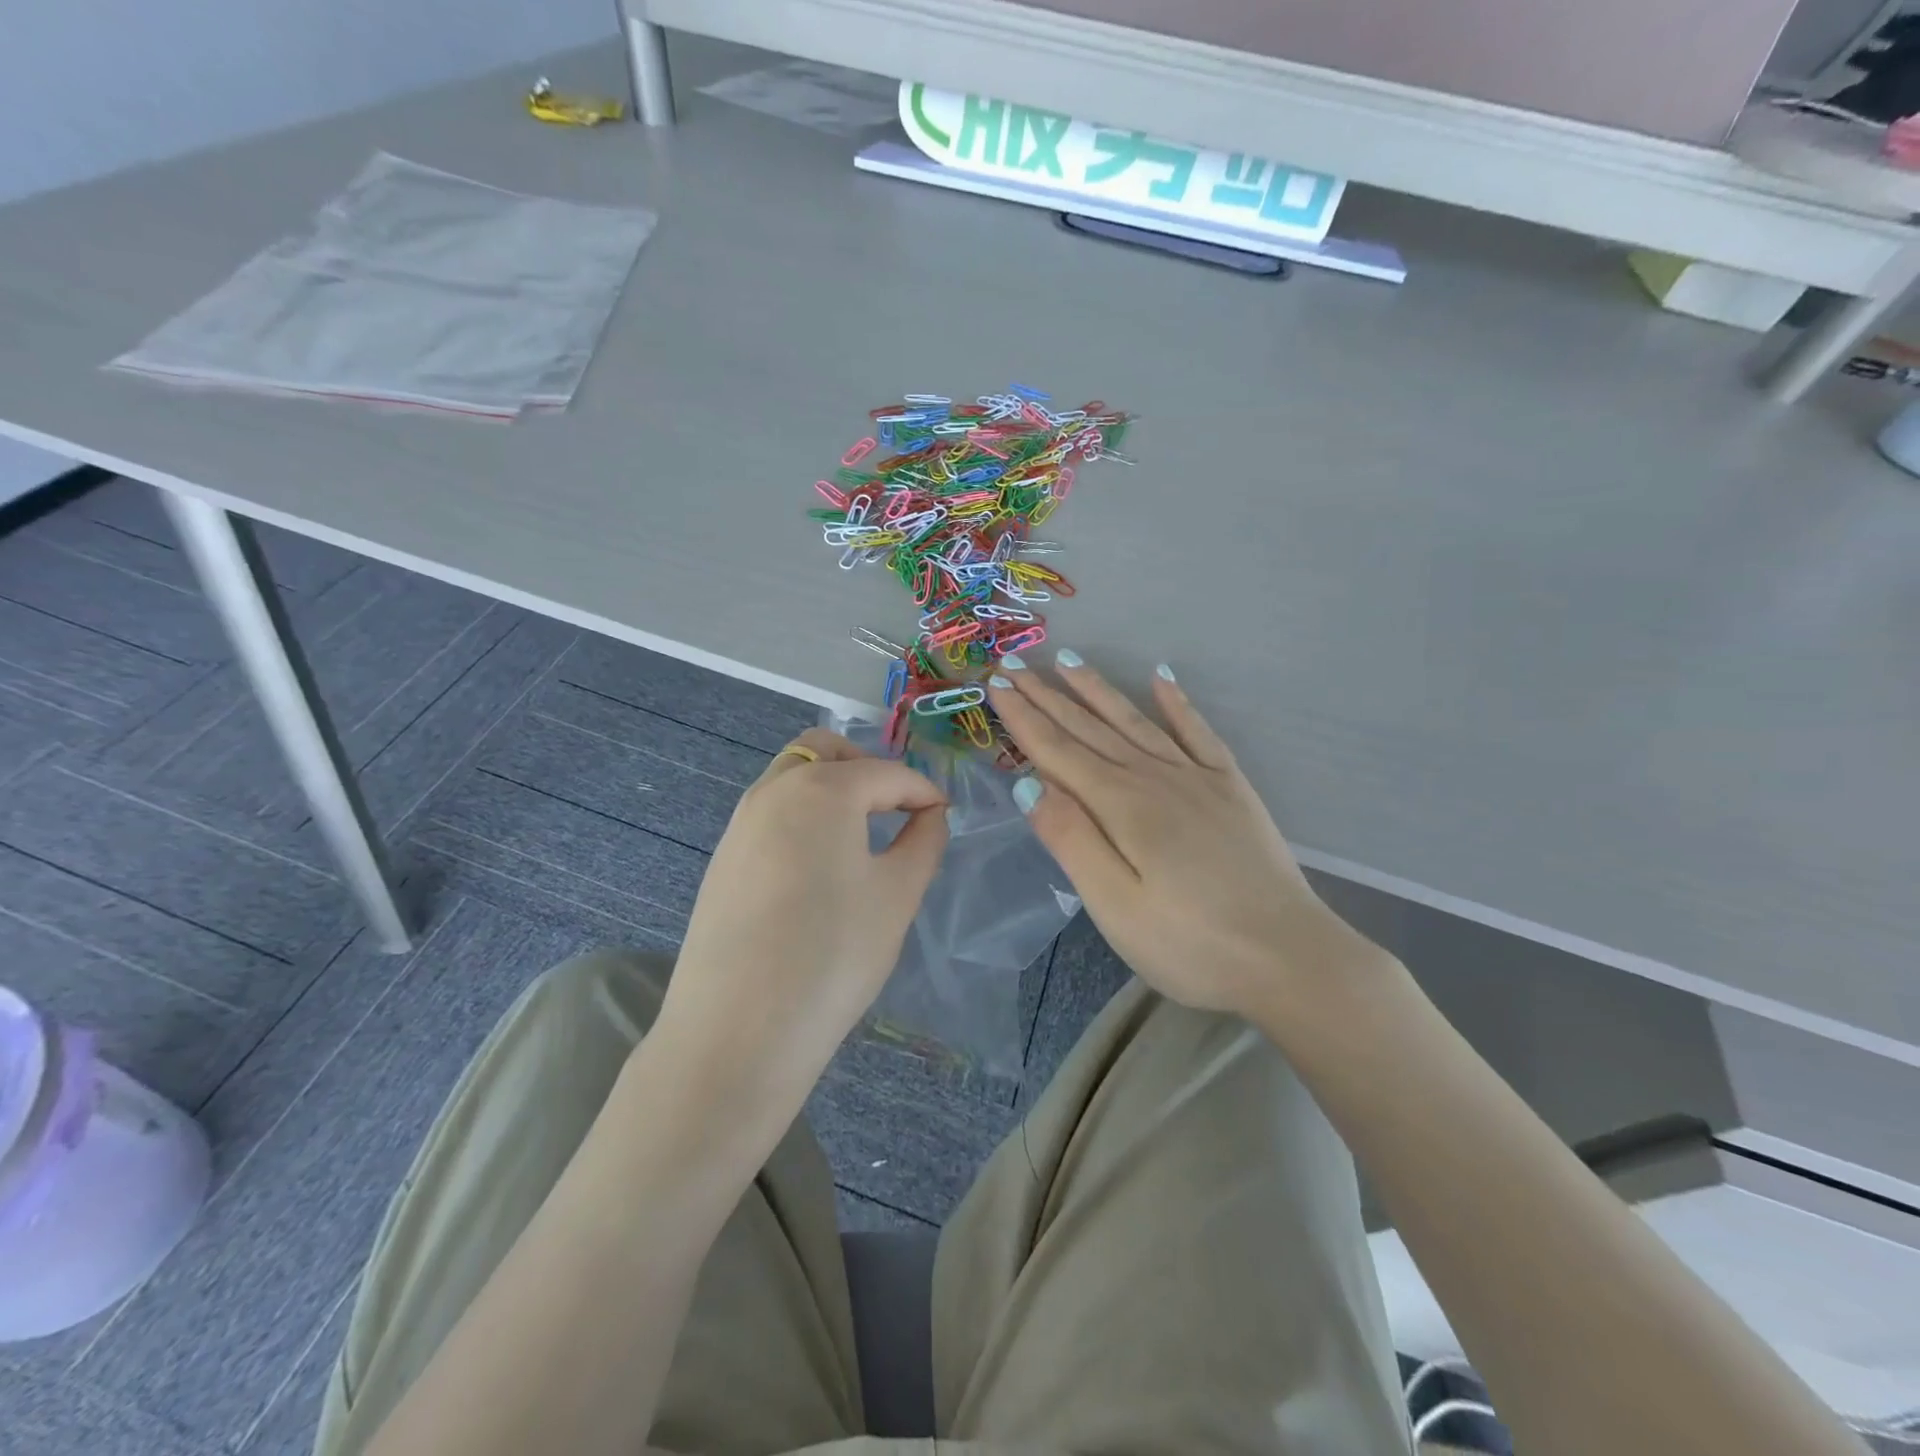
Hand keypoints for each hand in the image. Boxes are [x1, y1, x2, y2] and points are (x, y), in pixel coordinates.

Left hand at [657, 728, 948, 1099]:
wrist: (737, 1030)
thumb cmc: (833, 954)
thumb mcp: (897, 895)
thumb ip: (923, 841)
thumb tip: (930, 814)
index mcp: (823, 789)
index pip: (887, 773)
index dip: (923, 791)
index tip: (944, 814)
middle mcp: (774, 790)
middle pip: (824, 749)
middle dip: (866, 766)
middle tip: (895, 807)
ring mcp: (740, 823)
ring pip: (791, 776)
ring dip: (830, 788)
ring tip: (860, 836)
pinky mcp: (722, 858)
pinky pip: (770, 812)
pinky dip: (802, 815)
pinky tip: (817, 867)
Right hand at [986, 655, 1389, 1025]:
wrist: (1289, 959)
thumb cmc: (1190, 944)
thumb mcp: (1115, 906)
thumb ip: (1071, 840)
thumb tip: (1027, 784)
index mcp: (1121, 805)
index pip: (1058, 751)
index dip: (1023, 717)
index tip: (996, 683)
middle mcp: (1155, 777)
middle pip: (1090, 728)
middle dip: (1048, 695)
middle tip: (1015, 662)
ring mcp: (1197, 778)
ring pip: (1136, 721)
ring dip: (1099, 690)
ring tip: (1069, 661)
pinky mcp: (1231, 788)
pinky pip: (1199, 733)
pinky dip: (1179, 705)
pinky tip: (1163, 679)